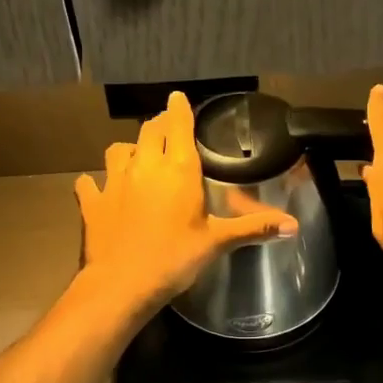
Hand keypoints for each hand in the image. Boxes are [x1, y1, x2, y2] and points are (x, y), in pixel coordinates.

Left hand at [75, 91, 298, 312]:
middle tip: (167, 130)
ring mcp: (114, 181)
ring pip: (118, 149)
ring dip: (129, 149)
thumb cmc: (174, 258)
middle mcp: (144, 165)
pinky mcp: (93, 201)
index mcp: (177, 168)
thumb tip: (293, 225)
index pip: (177, 124)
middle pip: (149, 130)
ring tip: (136, 157)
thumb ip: (253, 227)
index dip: (179, 109)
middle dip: (159, 126)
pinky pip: (89, 183)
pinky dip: (95, 183)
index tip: (178, 98)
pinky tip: (98, 188)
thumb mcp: (217, 242)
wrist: (121, 284)